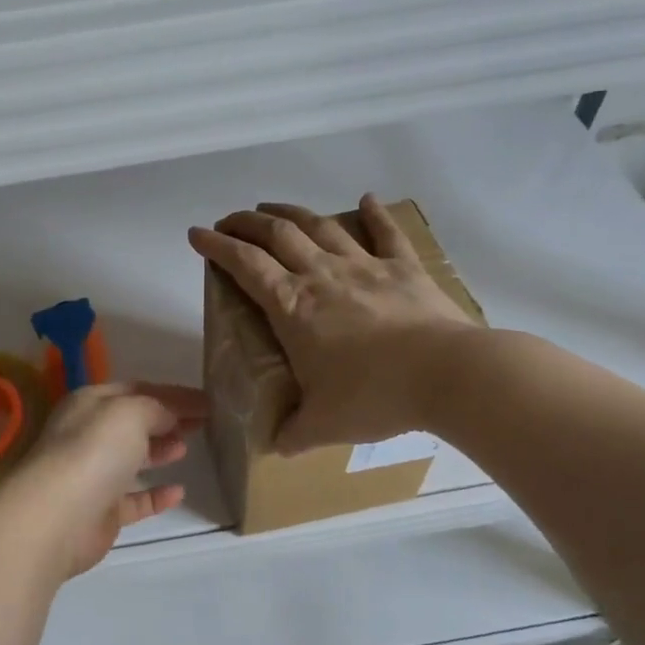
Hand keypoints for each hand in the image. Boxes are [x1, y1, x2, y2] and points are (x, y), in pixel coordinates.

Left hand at [1, 382, 205, 576]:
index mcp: (90, 403)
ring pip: (131, 459)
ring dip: (159, 451)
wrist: (57, 517)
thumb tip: (172, 416)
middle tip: (201, 423)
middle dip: (166, 419)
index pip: (137, 390)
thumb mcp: (131, 412)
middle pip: (133, 423)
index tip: (207, 401)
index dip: (172, 394)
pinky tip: (178, 492)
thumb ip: (158, 408)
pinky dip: (155, 495)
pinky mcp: (101, 512)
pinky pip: (133, 500)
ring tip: (186, 448)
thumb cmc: (93, 451)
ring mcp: (93, 475)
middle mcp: (88, 436)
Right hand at [188, 194, 476, 452]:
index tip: (197, 235)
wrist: (447, 375)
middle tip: (229, 222)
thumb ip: (293, 434)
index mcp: (293, 308)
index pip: (245, 265)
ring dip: (290, 213)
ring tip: (272, 209)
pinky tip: (366, 199)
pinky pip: (386, 232)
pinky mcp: (404, 268)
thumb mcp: (322, 426)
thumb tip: (277, 445)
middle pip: (277, 235)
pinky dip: (374, 213)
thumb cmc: (375, 396)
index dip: (217, 247)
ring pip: (319, 226)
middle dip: (246, 223)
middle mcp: (322, 276)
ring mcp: (365, 266)